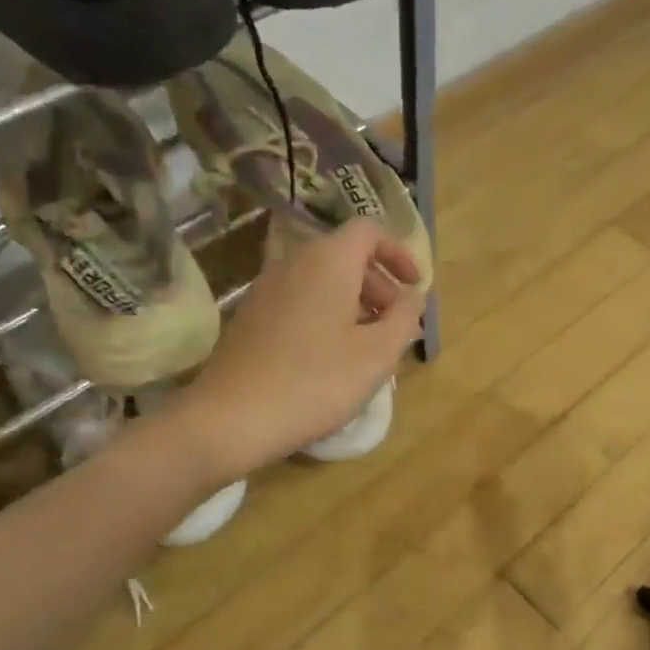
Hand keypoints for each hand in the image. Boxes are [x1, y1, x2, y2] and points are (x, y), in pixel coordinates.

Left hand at [181, 220, 424, 473]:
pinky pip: (302, 301)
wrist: (233, 417)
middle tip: (399, 325)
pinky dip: (328, 316)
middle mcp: (294, 263)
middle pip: (346, 257)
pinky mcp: (253, 316)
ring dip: (355, 304)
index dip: (398, 253)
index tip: (415, 286)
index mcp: (328, 262)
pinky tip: (335, 358)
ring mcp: (267, 289)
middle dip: (380, 286)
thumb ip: (405, 318)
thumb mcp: (377, 354)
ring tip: (371, 346)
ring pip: (323, 281)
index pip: (369, 231)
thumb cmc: (317, 381)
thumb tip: (412, 297)